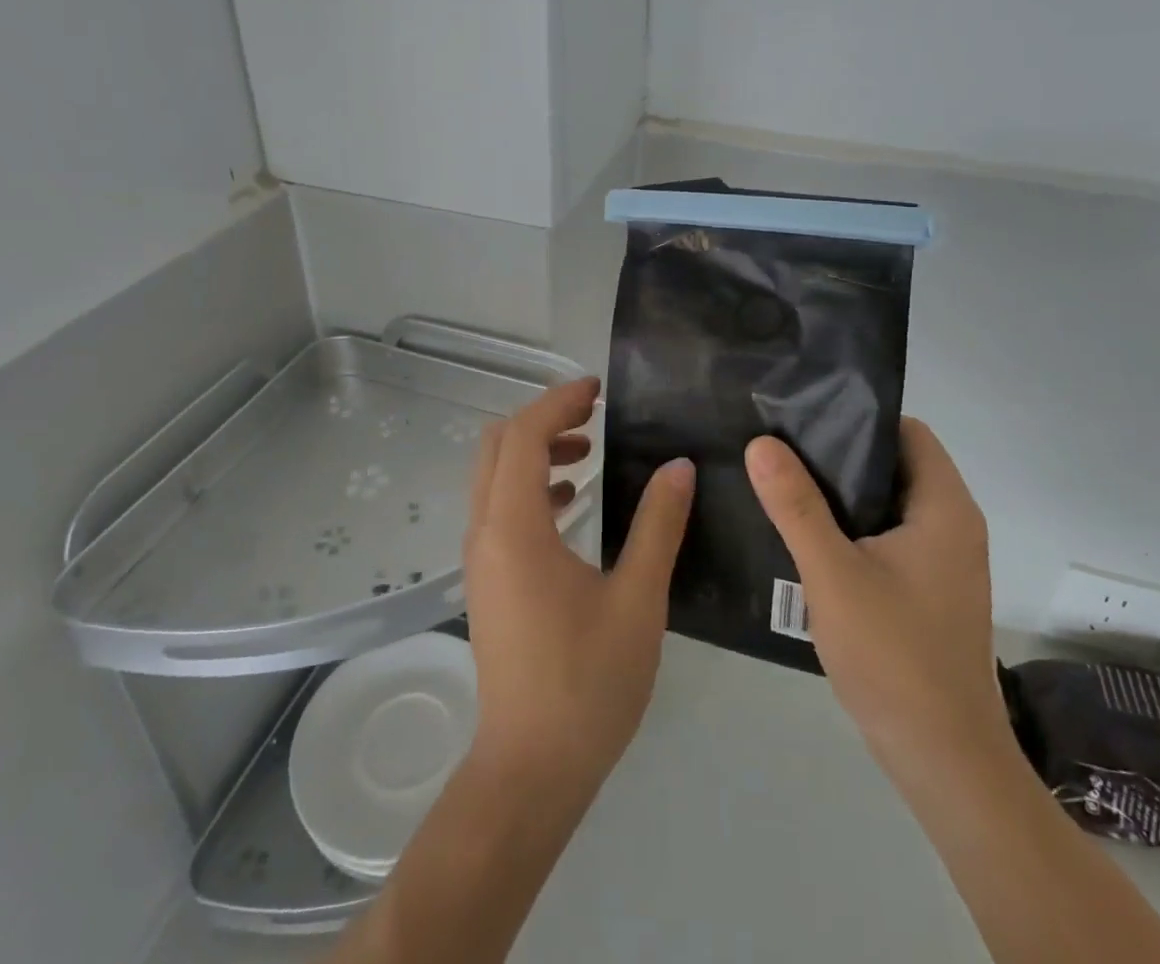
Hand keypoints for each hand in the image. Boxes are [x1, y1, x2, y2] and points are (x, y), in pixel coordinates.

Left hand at [463, 376, 694, 800]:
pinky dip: (531, 486)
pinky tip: (574, 501)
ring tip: (589, 451)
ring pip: (495, 476)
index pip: (525, 435)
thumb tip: (679, 466)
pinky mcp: (487, 580)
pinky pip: (500, 508)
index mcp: (515, 527)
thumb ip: (658, 525)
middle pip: (499, 445)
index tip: (599, 390)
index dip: (559, 402)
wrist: (531, 769)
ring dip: (536, 451)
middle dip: (544, 419)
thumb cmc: (587, 682)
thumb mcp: (637, 599)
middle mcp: (485, 532)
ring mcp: (481, 558)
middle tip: (594, 414)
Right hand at [745, 419, 1006, 800]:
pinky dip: (853, 527)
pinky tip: (807, 536)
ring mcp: (944, 561)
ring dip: (842, 493)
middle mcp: (953, 526)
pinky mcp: (930, 590)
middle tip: (780, 446)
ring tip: (783, 481)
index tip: (804, 417)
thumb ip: (795, 505)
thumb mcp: (832, 574)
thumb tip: (761, 443)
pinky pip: (889, 536)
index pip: (906, 431)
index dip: (858, 417)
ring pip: (888, 503)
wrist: (943, 761)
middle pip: (895, 464)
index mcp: (944, 508)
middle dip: (840, 454)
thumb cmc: (894, 656)